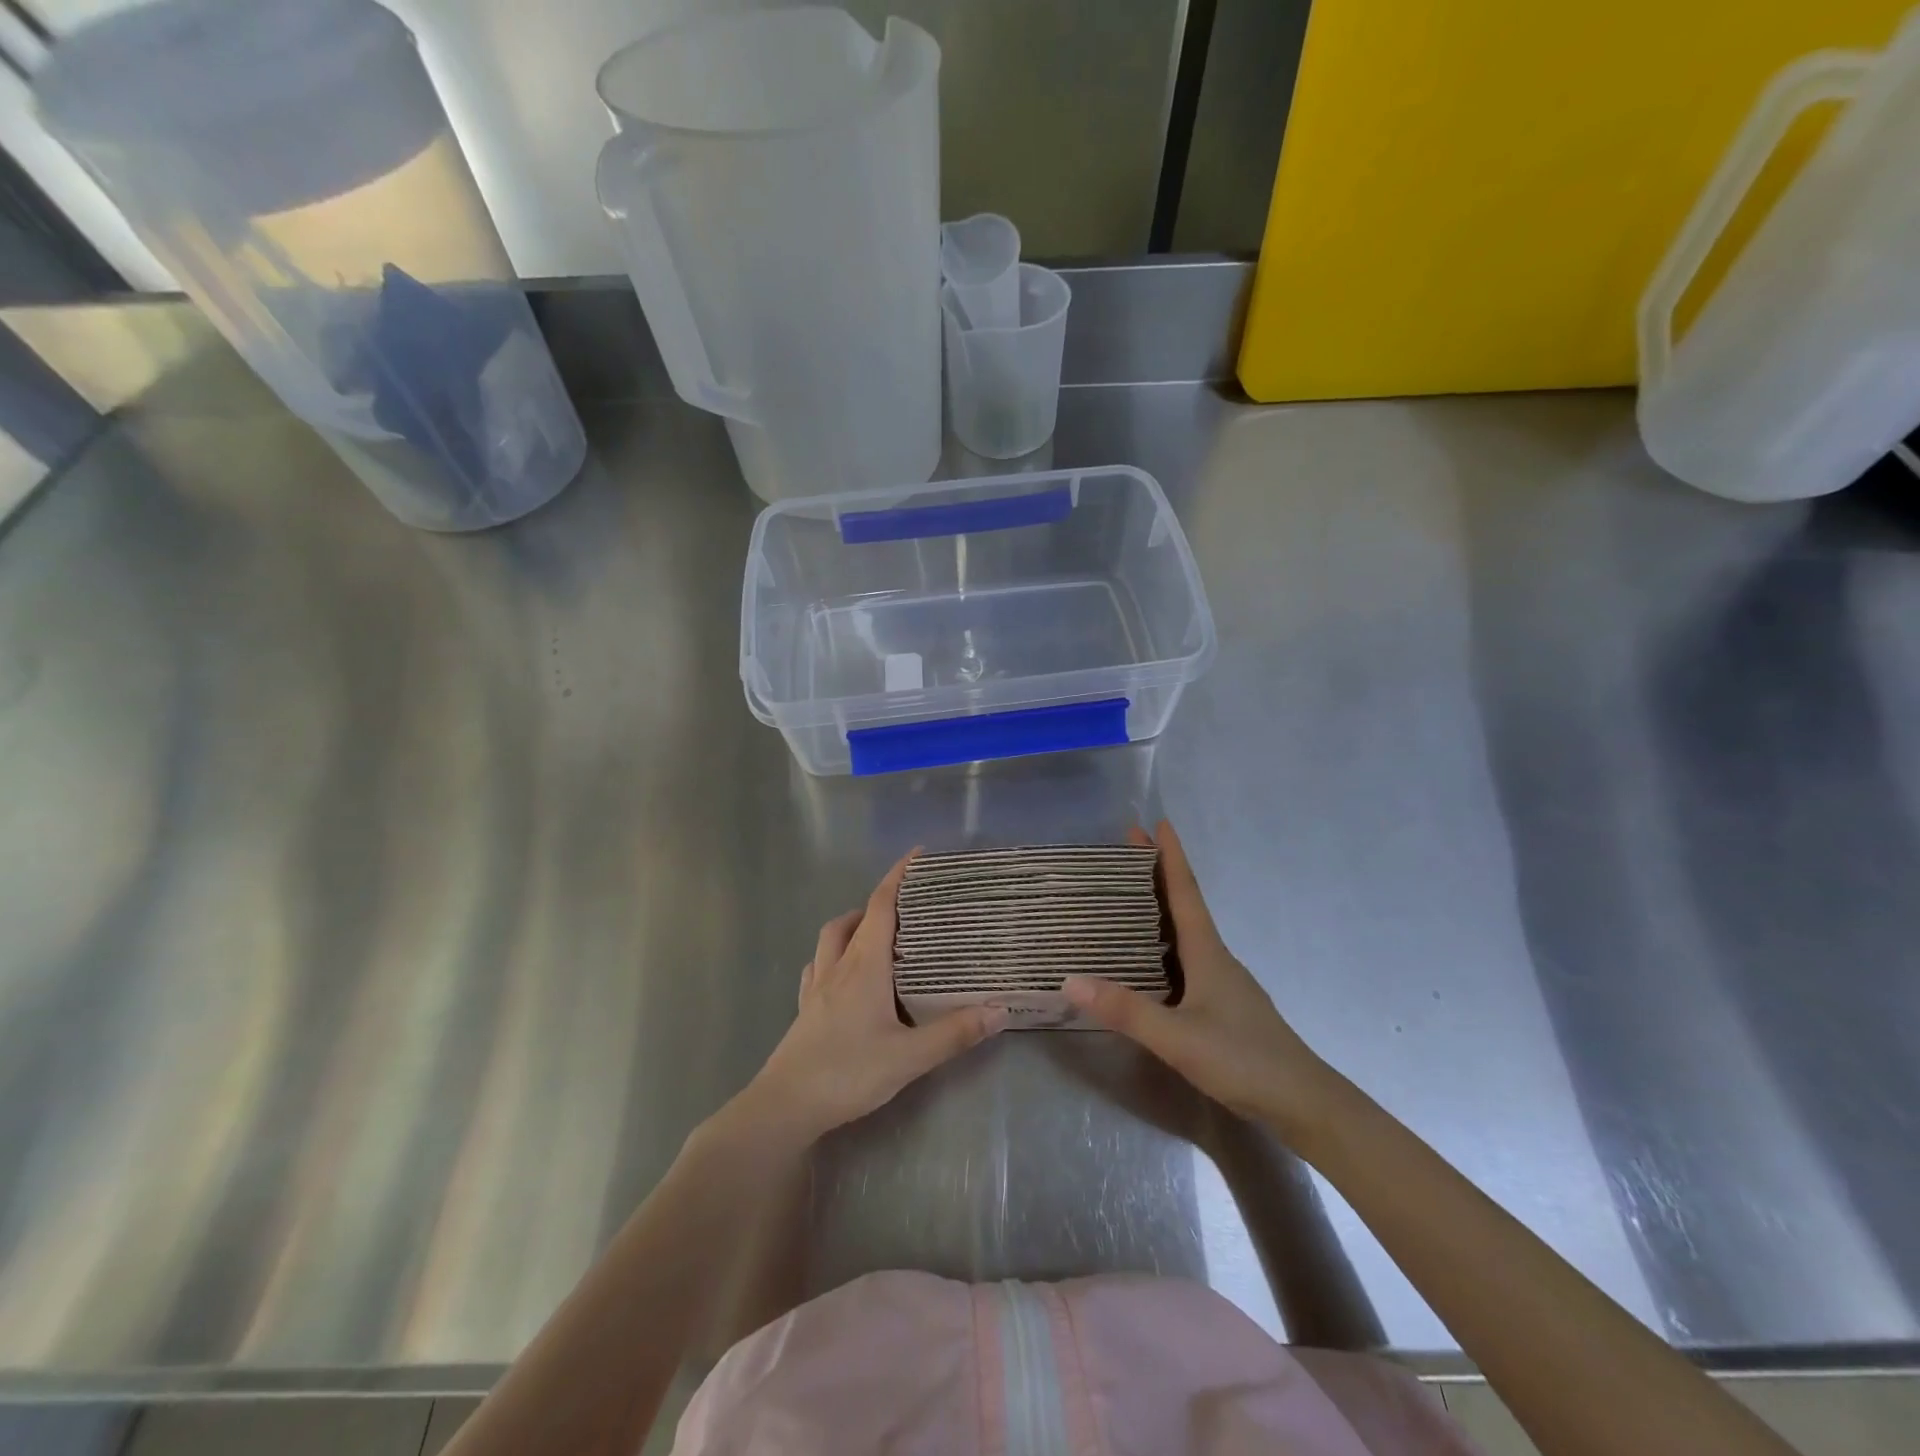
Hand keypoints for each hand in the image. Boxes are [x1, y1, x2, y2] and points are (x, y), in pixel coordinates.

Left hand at [733, 852, 1005, 1143]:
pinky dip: (833, 956)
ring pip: (831, 938)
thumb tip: (1000, 1009)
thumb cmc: (848, 1072)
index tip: (916, 855)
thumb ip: (954, 1033)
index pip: (881, 906)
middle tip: (907, 907)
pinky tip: (844, 974)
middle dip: (879, 902)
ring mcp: (817, 986)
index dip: (897, 877)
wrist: (786, 1106)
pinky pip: (818, 966)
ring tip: (878, 935)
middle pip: (855, 918)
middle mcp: (838, 966)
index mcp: (864, 965)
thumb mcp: (909, 1056)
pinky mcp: (805, 1008)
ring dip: (853, 925)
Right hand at [1064, 822, 1337, 1139]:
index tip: (1155, 822)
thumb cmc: (1243, 1059)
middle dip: (1156, 874)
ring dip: (1159, 908)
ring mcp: (1221, 981)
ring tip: (1125, 897)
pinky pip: (1185, 958)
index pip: (1185, 892)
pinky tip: (1146, 960)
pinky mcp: (1221, 1004)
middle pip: (1183, 904)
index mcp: (1207, 951)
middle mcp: (1214, 957)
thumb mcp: (1178, 1037)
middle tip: (1125, 851)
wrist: (1303, 1102)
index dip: (1170, 856)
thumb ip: (1126, 1010)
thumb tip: (1070, 980)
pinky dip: (1162, 943)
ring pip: (1184, 932)